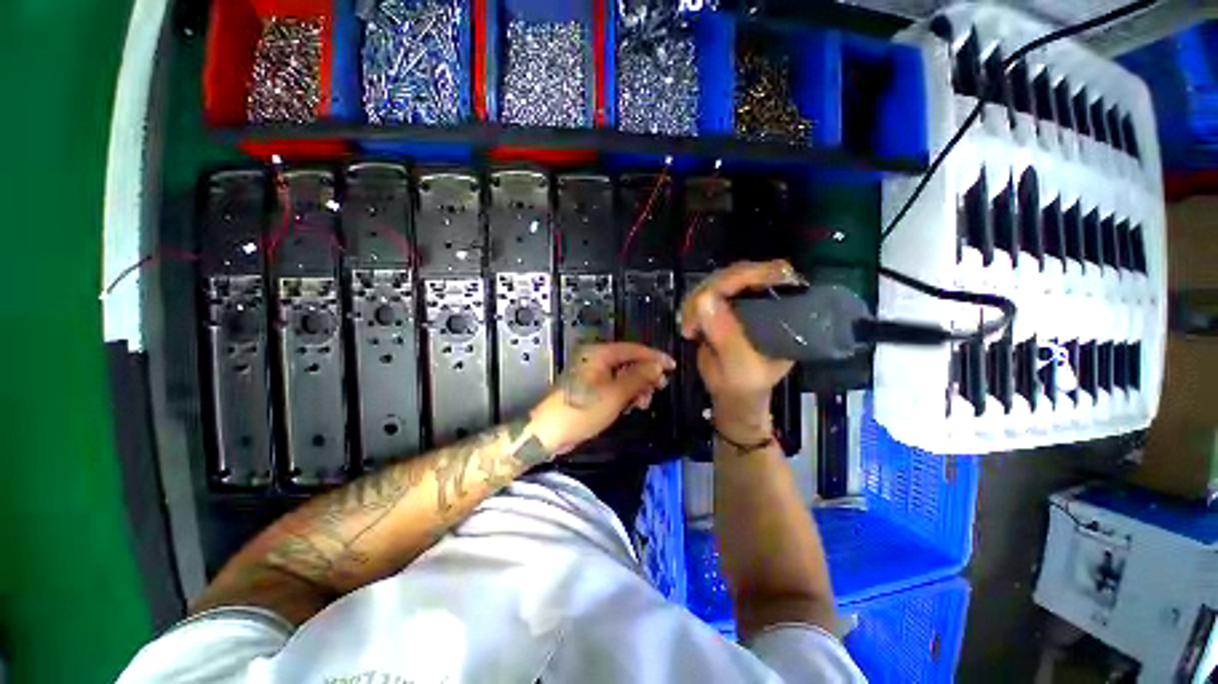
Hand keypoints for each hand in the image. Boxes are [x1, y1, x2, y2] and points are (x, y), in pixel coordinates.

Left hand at [530, 342, 674, 454]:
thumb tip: (656, 366)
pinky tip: (632, 404)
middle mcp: (595, 359)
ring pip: (622, 375)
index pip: (633, 349)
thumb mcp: (615, 393)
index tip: (671, 366)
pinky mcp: (590, 387)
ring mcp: (592, 373)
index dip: (654, 357)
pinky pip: (614, 385)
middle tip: (660, 386)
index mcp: (599, 353)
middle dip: (645, 375)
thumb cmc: (582, 409)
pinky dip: (625, 393)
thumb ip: (638, 377)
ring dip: (636, 387)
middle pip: (628, 361)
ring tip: (644, 401)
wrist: (551, 431)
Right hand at [680, 260, 801, 440]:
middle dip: (710, 292)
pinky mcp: (720, 305)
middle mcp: (763, 298)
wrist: (733, 393)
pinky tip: (688, 328)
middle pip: (736, 273)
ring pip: (714, 282)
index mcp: (782, 310)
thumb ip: (726, 335)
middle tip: (692, 318)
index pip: (771, 275)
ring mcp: (740, 300)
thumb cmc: (747, 383)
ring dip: (694, 303)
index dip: (746, 275)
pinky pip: (701, 294)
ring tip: (689, 329)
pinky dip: (690, 308)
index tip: (716, 291)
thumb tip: (704, 299)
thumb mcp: (740, 365)